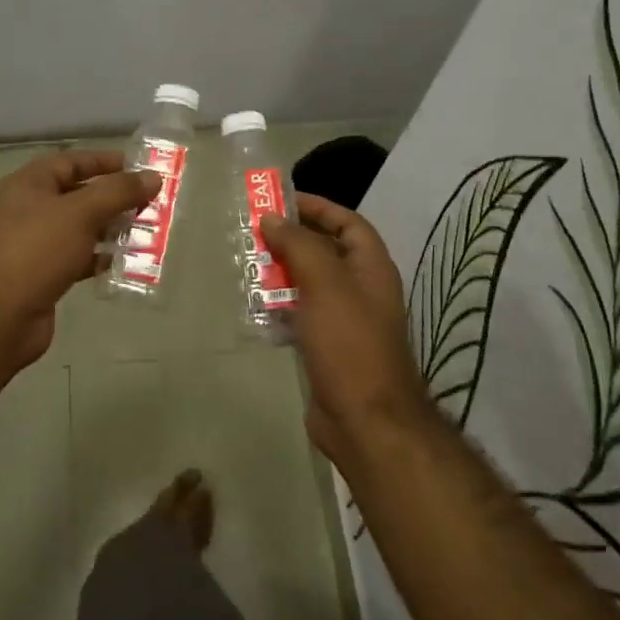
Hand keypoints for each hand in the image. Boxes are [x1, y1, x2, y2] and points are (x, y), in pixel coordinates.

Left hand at [0, 150, 158, 367]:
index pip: (72, 161)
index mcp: (30, 184)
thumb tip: (154, 177)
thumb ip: (118, 192)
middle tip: (151, 202)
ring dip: (111, 228)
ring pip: (81, 228)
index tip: (139, 168)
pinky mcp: (44, 274)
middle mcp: (30, 209)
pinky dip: (101, 257)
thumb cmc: (37, 251)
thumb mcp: (81, 213)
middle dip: (114, 197)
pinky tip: (126, 262)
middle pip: (78, 194)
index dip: (105, 161)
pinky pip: (79, 257)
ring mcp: (36, 244)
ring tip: (146, 231)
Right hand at [261, 196, 435, 463]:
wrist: (364, 419)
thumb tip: (272, 217)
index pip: (347, 222)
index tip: (280, 200)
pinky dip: (280, 305)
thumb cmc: (349, 342)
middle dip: (291, 238)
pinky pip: (301, 314)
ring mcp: (344, 319)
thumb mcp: (325, 283)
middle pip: (325, 250)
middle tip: (254, 231)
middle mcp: (361, 288)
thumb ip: (299, 244)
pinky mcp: (327, 346)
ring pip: (309, 283)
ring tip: (248, 263)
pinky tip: (255, 305)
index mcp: (371, 267)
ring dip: (281, 272)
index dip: (317, 207)